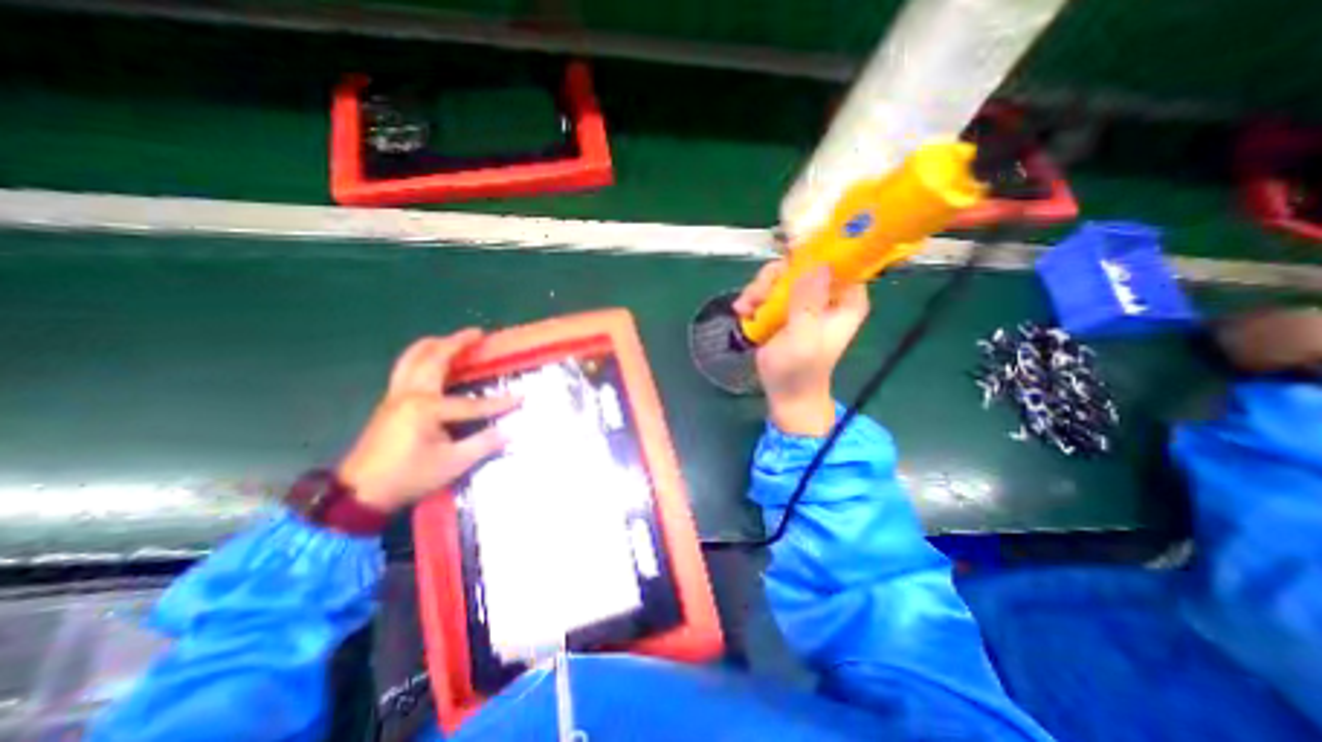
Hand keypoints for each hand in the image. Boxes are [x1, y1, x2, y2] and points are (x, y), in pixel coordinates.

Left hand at [335, 330, 519, 516]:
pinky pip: (405, 368)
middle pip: (433, 358)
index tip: (521, 398)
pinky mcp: (389, 402)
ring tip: (453, 340)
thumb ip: (483, 444)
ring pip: (412, 358)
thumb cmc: (408, 476)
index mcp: (426, 408)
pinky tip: (431, 362)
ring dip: (434, 345)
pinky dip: (421, 357)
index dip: (498, 403)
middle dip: (457, 343)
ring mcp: (395, 395)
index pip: (471, 403)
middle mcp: (410, 394)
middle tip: (478, 333)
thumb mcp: (452, 464)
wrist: (359, 493)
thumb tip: (510, 431)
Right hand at [727, 261, 873, 433]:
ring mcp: (805, 298)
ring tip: (746, 309)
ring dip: (759, 289)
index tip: (788, 251)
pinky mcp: (785, 307)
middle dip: (774, 277)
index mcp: (846, 298)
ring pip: (780, 274)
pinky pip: (768, 289)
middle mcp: (828, 292)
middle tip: (756, 296)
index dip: (815, 249)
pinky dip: (754, 298)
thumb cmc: (799, 371)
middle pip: (801, 262)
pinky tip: (743, 312)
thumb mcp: (803, 338)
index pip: (838, 258)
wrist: (786, 393)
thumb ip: (808, 303)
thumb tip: (815, 263)